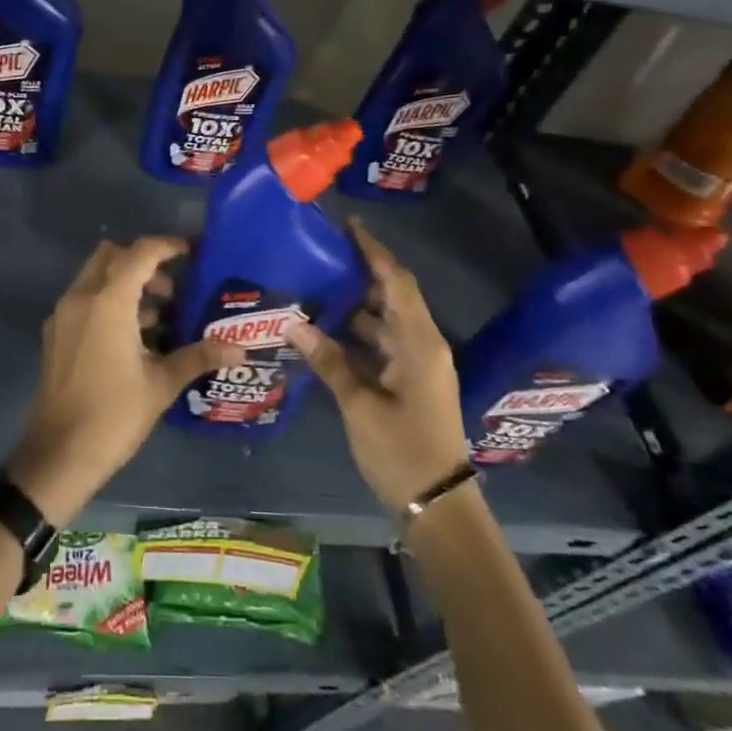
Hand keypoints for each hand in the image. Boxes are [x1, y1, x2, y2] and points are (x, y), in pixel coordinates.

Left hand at [5, 237, 244, 524]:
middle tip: (174, 287)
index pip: (139, 253)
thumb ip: (198, 356)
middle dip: (143, 262)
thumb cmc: (114, 415)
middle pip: (112, 256)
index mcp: (107, 302)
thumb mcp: (161, 384)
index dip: (167, 246)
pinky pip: (85, 301)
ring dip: (126, 284)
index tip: (192, 250)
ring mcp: (63, 316)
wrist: (58, 454)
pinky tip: (135, 337)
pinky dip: (109, 302)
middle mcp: (80, 298)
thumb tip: (238, 348)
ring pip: (96, 278)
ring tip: (163, 315)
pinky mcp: (56, 335)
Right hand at [285, 220, 470, 512]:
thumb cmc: (402, 451)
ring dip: (355, 304)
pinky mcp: (409, 382)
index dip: (374, 252)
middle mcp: (422, 345)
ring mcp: (417, 365)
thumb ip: (329, 361)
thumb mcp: (360, 406)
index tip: (348, 226)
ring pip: (384, 321)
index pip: (397, 282)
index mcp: (419, 342)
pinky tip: (325, 331)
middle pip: (392, 296)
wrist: (438, 504)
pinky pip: (382, 344)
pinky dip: (357, 333)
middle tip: (321, 254)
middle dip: (361, 272)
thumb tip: (293, 323)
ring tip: (315, 286)